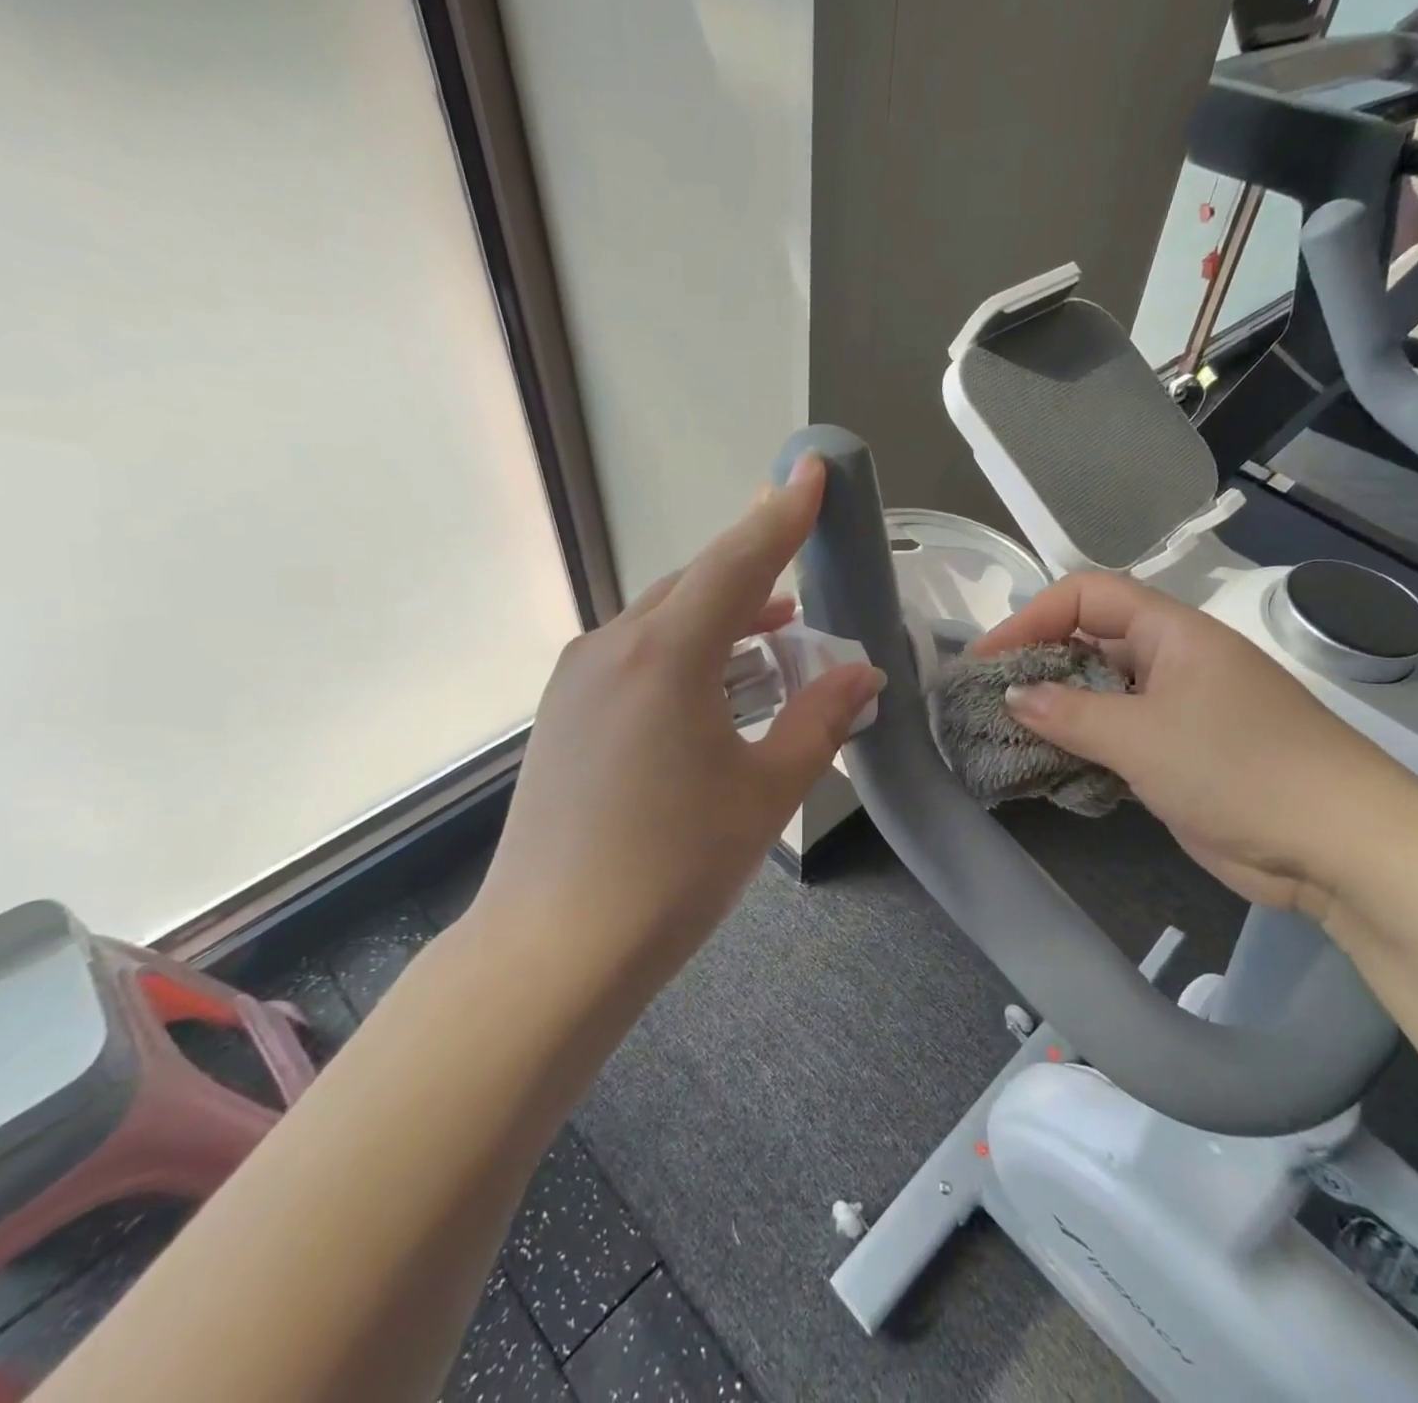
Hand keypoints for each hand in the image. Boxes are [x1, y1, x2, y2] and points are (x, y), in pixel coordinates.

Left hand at [475, 456, 883, 971]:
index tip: (811, 470)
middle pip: (697, 585)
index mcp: (666, 654)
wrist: (556, 948)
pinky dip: (686, 652)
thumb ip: (819, 719)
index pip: (738, 562)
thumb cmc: (675, 867)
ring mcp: (579, 679)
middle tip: (804, 565)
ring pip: (664, 621)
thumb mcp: (766, 791)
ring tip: (775, 634)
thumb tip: (861, 673)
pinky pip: (637, 655)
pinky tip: (713, 684)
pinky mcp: (565, 713)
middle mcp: (613, 648)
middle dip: (756, 570)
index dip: (782, 515)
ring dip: (723, 619)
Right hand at [974, 572, 1417, 918]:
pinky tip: (1048, 765)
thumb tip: (1014, 694)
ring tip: (1004, 732)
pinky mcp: (1178, 756)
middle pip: (1090, 641)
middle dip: (1037, 663)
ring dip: (1055, 709)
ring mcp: (1178, 710)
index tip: (988, 658)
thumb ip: (1069, 713)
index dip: (1032, 616)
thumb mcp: (1142, 737)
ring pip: (1101, 694)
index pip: (1088, 595)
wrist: (1337, 845)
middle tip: (988, 697)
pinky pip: (1116, 737)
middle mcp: (1173, 661)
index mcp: (1173, 633)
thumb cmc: (1239, 768)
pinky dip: (1081, 746)